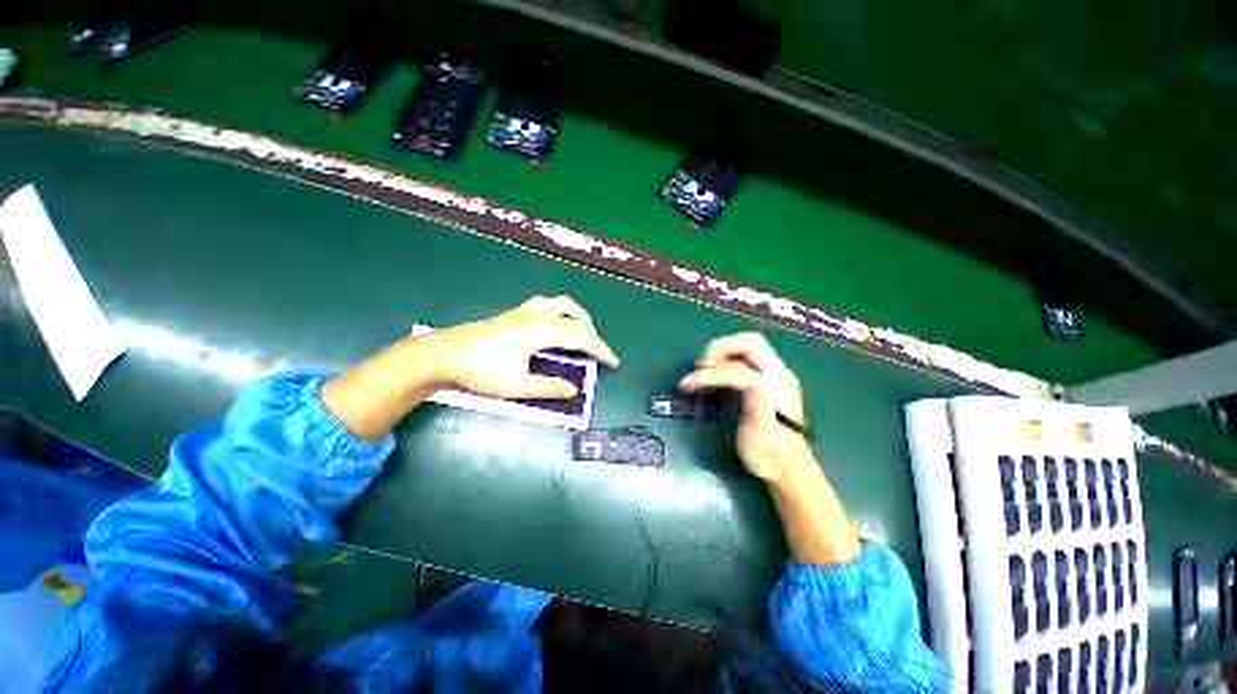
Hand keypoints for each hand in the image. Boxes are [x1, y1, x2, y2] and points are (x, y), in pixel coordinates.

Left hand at [430, 295, 619, 398]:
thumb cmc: (479, 371)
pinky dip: (561, 312)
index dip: (600, 350)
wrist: (442, 355)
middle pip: (575, 316)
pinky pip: (547, 304)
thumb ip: (549, 387)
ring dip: (577, 317)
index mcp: (540, 331)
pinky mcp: (514, 313)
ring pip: (561, 304)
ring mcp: (524, 311)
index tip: (613, 362)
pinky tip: (554, 326)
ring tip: (581, 334)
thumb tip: (574, 389)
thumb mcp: (516, 385)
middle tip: (597, 352)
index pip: (580, 337)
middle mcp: (536, 315)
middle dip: (592, 333)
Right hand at [678, 333, 810, 484]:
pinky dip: (728, 359)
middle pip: (749, 342)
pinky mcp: (771, 378)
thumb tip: (753, 384)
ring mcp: (776, 373)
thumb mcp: (760, 439)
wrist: (789, 467)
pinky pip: (747, 356)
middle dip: (719, 349)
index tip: (686, 385)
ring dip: (722, 352)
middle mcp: (779, 373)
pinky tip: (718, 377)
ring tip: (706, 372)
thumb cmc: (769, 456)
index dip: (708, 375)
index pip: (737, 369)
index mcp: (775, 387)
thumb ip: (759, 410)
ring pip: (747, 346)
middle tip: (701, 369)